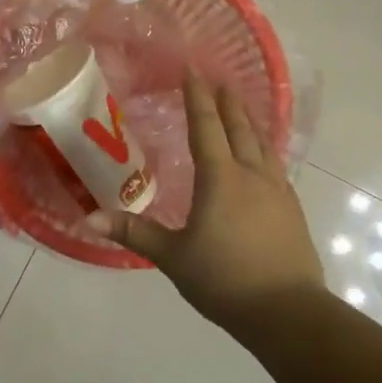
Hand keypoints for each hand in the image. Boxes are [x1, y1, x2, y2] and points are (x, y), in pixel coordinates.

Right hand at [90, 71, 323, 329]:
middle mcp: (251, 175)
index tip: (193, 69)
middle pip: (239, 128)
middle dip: (227, 101)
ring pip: (262, 144)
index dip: (197, 97)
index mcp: (220, 179)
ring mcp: (277, 191)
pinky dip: (265, 148)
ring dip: (249, 121)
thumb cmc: (224, 280)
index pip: (205, 127)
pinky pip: (275, 165)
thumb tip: (90, 217)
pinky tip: (264, 157)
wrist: (288, 312)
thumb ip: (134, 232)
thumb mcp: (172, 257)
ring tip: (241, 107)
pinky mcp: (292, 209)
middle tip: (218, 78)